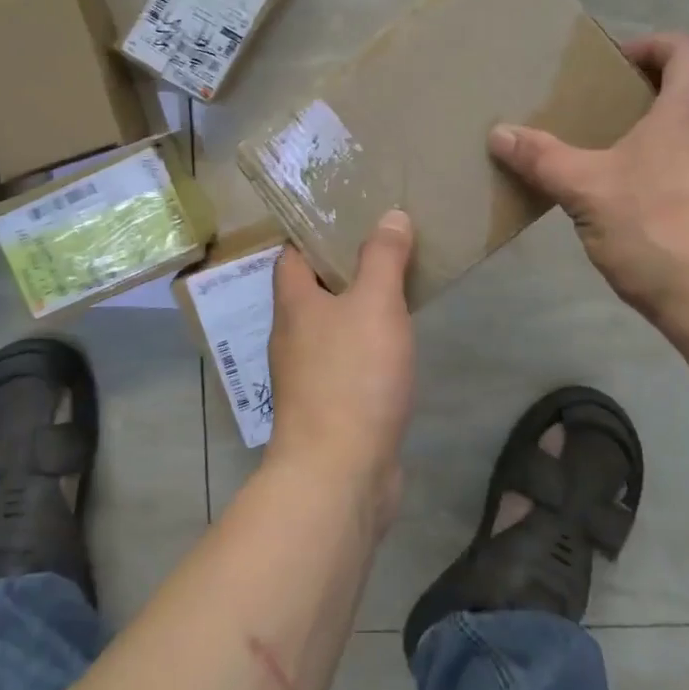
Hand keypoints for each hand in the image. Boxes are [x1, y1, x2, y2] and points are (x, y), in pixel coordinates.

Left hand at [265, 210, 416, 522]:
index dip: (316, 232)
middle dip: (344, 268)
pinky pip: (347, 362)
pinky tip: (395, 346)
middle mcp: (292, 335)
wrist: (340, 473)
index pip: (292, 254)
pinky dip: (367, 347)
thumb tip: (390, 215)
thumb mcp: (375, 304)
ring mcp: (307, 374)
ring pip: (332, 327)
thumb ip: (383, 258)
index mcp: (293, 303)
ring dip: (358, 309)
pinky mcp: (329, 406)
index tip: (350, 216)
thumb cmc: (352, 376)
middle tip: (385, 247)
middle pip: (312, 290)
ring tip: (396, 288)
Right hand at [489, 32, 688, 344]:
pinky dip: (659, 174)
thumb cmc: (660, 230)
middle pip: (688, 94)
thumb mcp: (587, 190)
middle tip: (592, 111)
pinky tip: (624, 207)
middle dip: (640, 95)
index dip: (654, 45)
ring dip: (648, 138)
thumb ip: (542, 158)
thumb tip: (498, 132)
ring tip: (599, 159)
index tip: (614, 63)